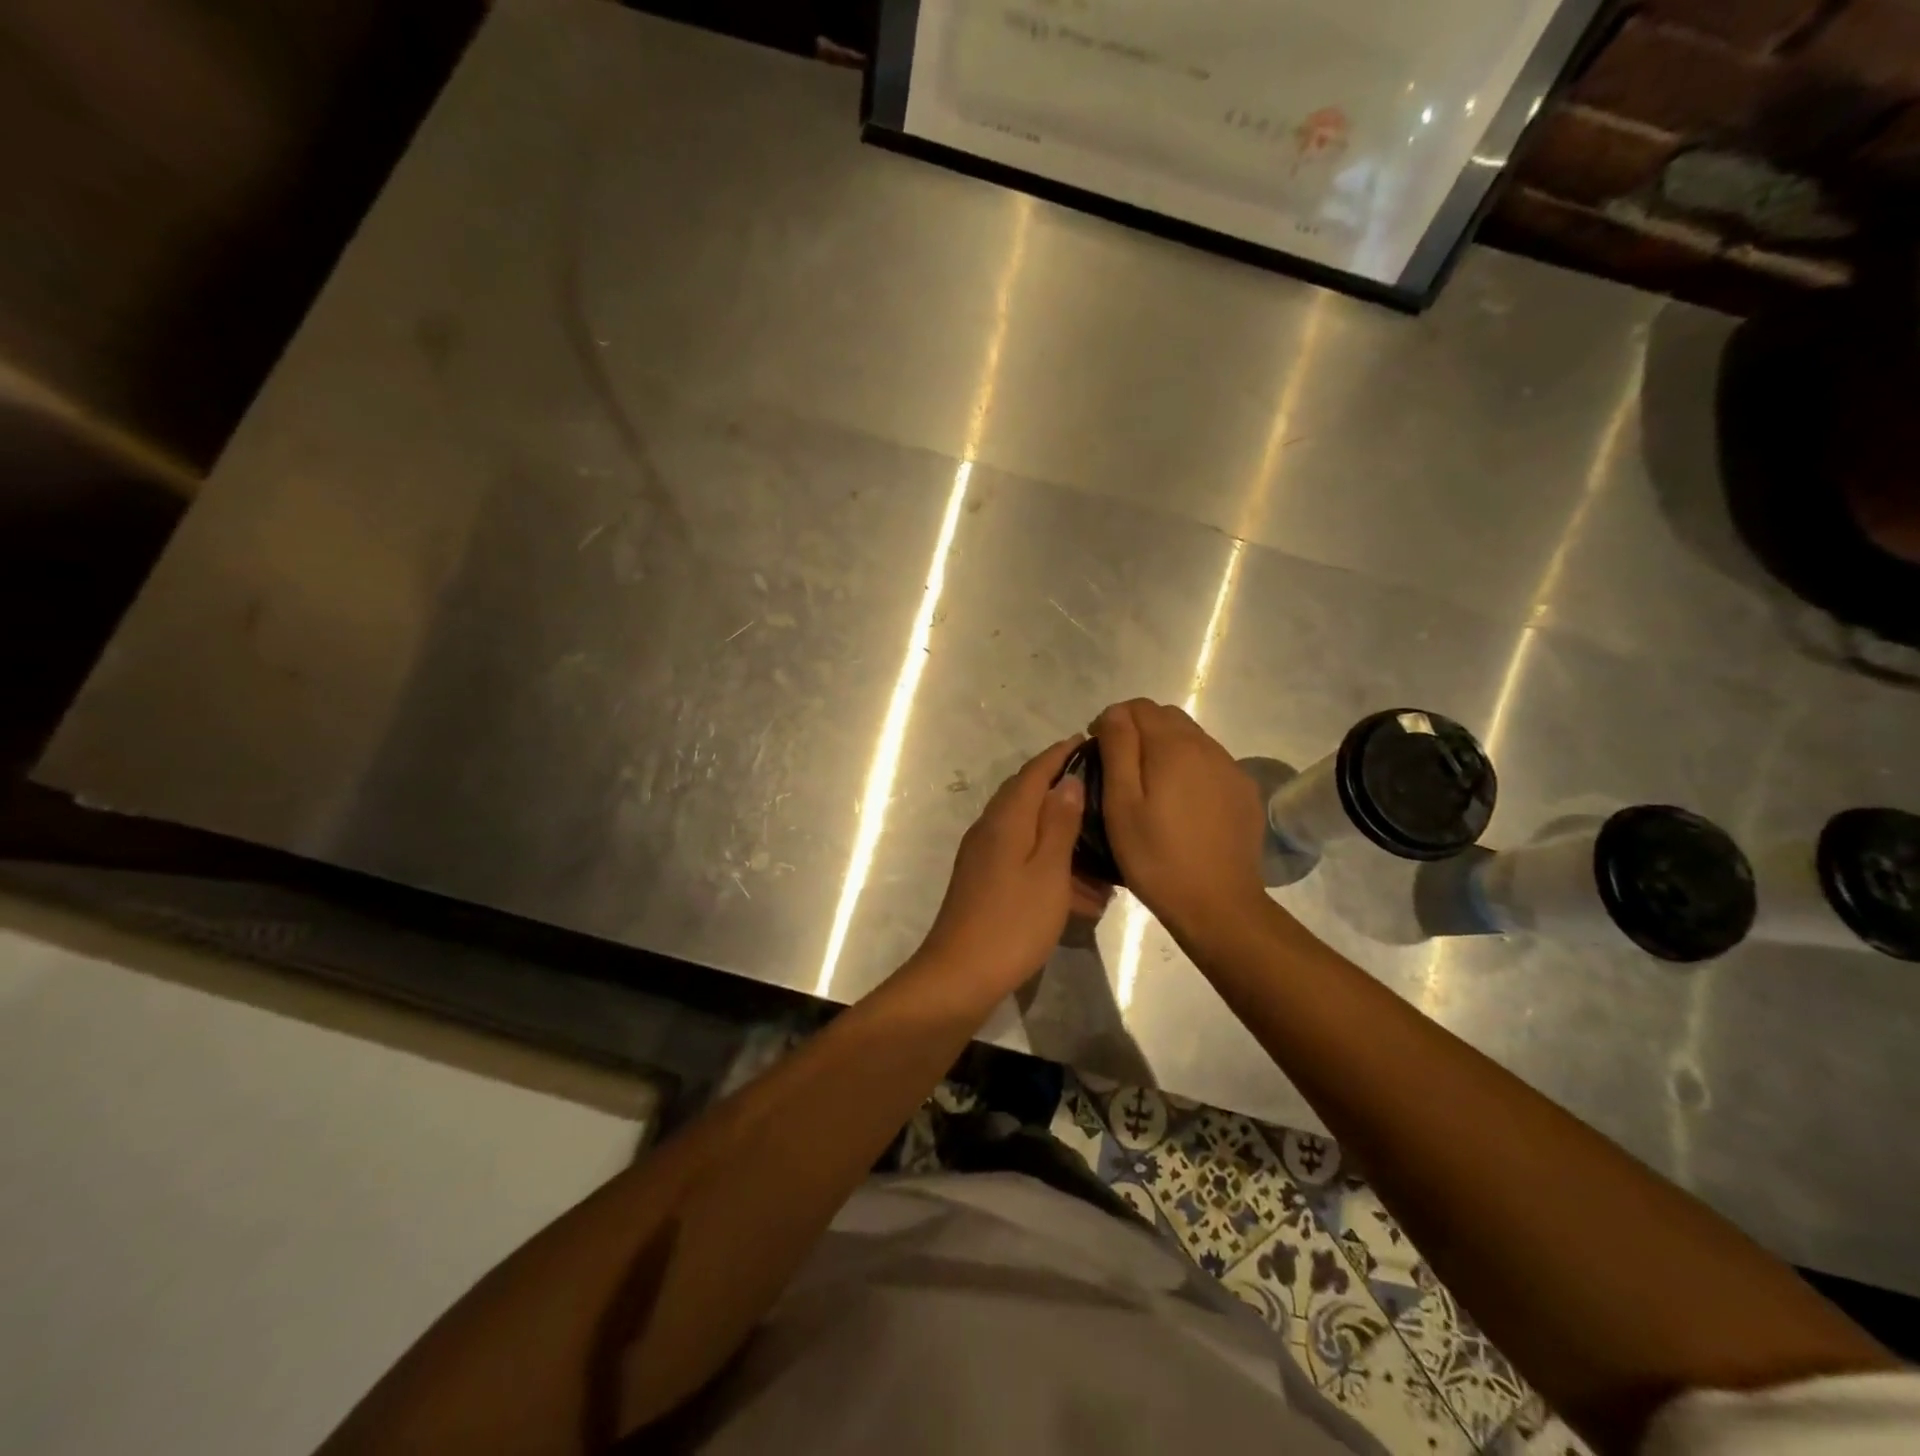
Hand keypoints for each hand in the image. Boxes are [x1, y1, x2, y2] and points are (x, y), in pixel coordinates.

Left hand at [915, 736, 1108, 1001]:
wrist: (960, 974)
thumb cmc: (1012, 921)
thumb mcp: (1048, 870)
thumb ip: (1059, 822)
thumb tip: (1068, 780)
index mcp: (1006, 818)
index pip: (1035, 771)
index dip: (1060, 754)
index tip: (1087, 740)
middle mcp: (990, 828)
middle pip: (1029, 796)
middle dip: (1063, 790)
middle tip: (1102, 791)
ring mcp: (984, 856)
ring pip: (1029, 832)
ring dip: (1063, 836)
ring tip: (1102, 850)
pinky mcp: (985, 881)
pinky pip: (1023, 858)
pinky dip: (1051, 864)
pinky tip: (1081, 891)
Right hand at [1090, 699, 1269, 941]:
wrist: (1218, 905)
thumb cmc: (1156, 857)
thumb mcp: (1121, 804)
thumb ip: (1118, 749)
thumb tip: (1115, 713)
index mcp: (1173, 746)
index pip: (1139, 707)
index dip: (1113, 720)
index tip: (1097, 748)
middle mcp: (1207, 747)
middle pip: (1168, 718)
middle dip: (1139, 730)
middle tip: (1119, 766)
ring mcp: (1231, 769)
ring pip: (1192, 739)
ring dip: (1166, 748)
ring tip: (1149, 785)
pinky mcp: (1245, 792)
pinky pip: (1212, 763)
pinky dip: (1190, 768)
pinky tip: (1181, 803)